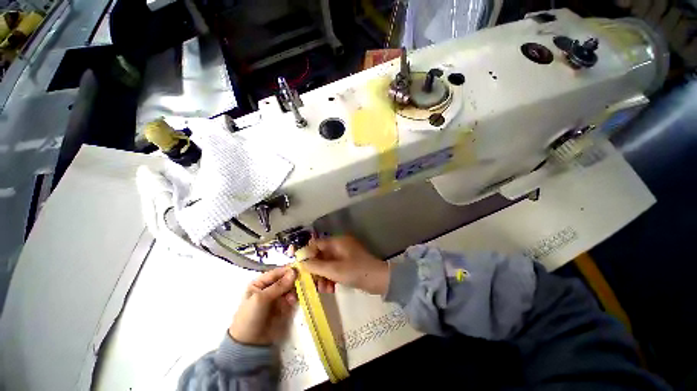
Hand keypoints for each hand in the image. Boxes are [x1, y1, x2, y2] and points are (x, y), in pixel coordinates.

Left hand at [229, 267, 297, 345]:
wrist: (249, 345)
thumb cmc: (250, 317)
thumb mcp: (261, 299)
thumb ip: (278, 285)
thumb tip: (294, 272)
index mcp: (260, 283)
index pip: (277, 272)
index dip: (287, 270)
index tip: (300, 269)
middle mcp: (269, 287)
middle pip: (285, 279)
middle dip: (293, 279)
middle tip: (302, 280)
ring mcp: (277, 297)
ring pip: (290, 287)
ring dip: (294, 289)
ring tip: (294, 295)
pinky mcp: (284, 306)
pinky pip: (292, 297)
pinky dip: (294, 297)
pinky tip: (293, 301)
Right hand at [302, 236, 388, 295]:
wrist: (379, 280)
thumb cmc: (356, 271)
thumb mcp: (334, 270)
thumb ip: (316, 266)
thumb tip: (301, 262)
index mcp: (337, 241)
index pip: (317, 244)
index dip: (307, 255)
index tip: (300, 267)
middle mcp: (340, 245)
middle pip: (321, 255)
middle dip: (316, 270)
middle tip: (312, 283)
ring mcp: (345, 255)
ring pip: (328, 263)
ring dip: (323, 276)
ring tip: (323, 290)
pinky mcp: (349, 264)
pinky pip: (335, 268)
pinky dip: (331, 277)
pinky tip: (331, 289)